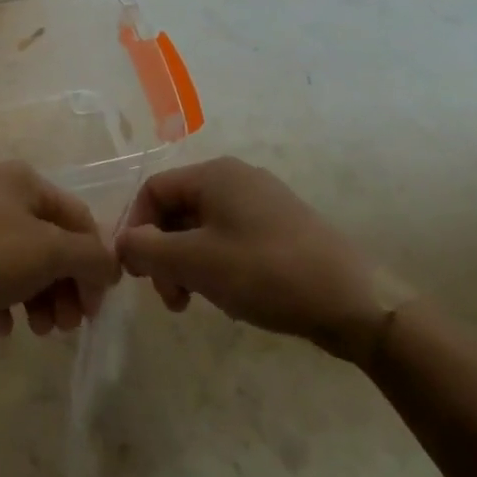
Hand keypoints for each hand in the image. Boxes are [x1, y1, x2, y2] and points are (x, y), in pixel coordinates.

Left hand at [0, 161, 120, 335]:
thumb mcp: (48, 252)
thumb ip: (90, 257)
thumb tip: (111, 265)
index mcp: (24, 181)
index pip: (78, 218)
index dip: (94, 263)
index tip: (95, 308)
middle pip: (50, 242)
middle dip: (65, 286)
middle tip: (67, 326)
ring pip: (21, 261)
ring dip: (39, 297)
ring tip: (37, 331)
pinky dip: (4, 299)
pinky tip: (2, 327)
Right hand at [115, 157, 405, 362]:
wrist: (355, 301)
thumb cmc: (266, 272)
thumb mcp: (196, 262)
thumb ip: (147, 249)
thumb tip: (121, 244)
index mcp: (214, 174)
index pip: (153, 190)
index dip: (136, 228)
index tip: (137, 272)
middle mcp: (237, 178)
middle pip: (177, 209)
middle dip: (163, 252)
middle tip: (169, 297)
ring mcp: (263, 202)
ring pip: (203, 227)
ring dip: (188, 263)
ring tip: (195, 302)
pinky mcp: (282, 228)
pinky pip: (231, 238)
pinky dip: (216, 265)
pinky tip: (228, 297)